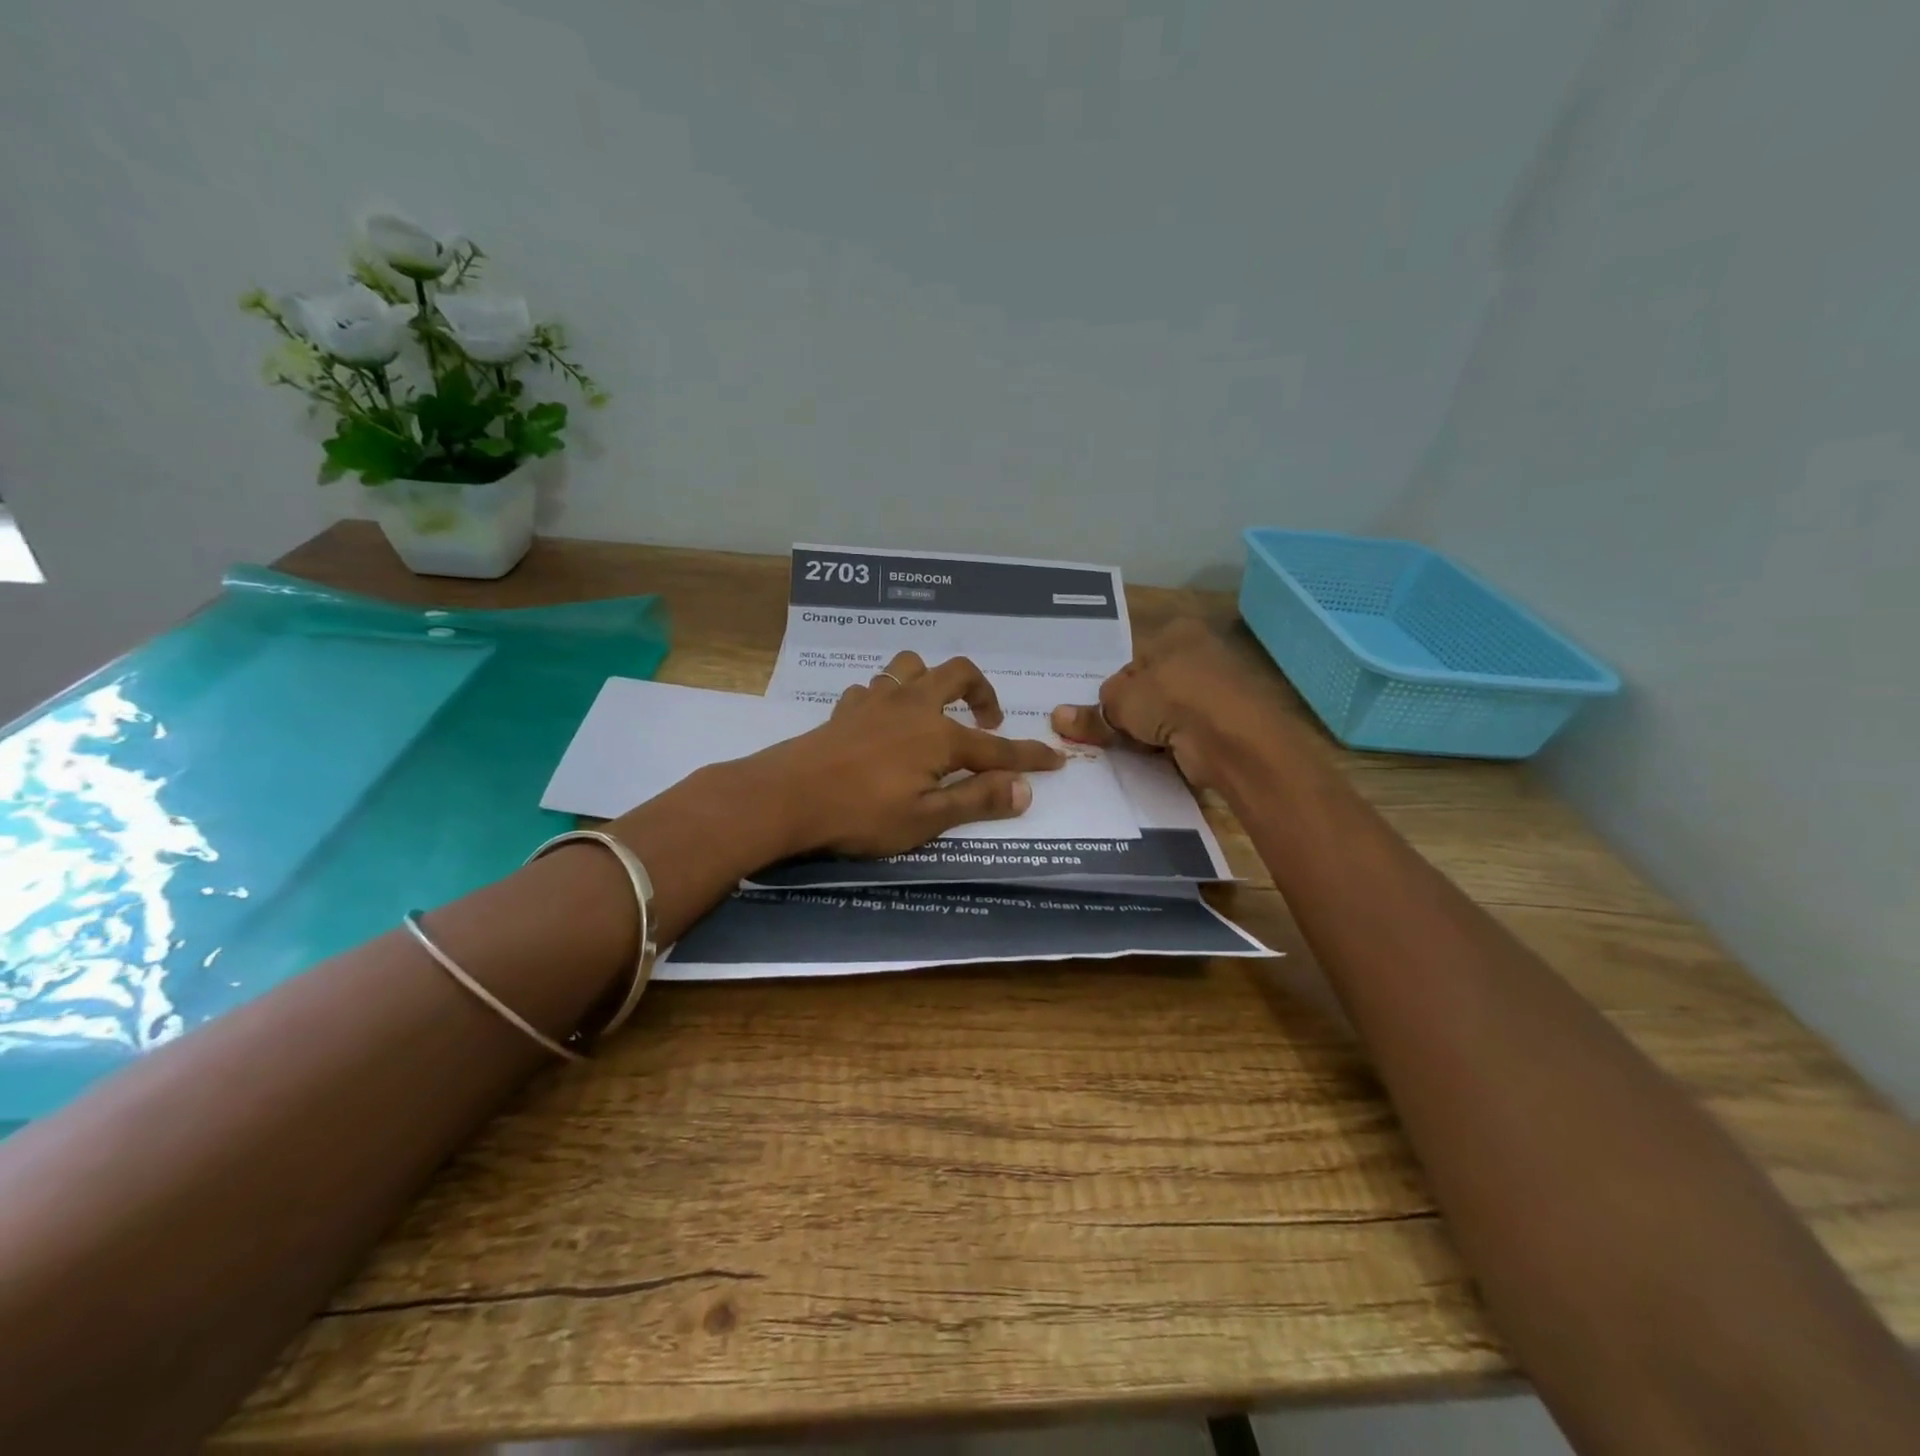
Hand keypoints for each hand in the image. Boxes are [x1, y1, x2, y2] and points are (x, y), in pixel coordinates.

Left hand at [748, 651, 1063, 857]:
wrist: (786, 796)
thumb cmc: (860, 814)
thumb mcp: (926, 819)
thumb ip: (977, 801)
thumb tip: (1026, 790)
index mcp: (939, 736)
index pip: (996, 749)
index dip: (1029, 757)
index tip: (1055, 760)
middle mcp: (913, 706)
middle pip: (958, 674)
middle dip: (982, 692)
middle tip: (988, 722)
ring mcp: (876, 701)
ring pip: (911, 666)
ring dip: (930, 680)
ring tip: (933, 711)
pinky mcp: (846, 708)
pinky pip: (873, 688)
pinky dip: (886, 698)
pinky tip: (881, 721)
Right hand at [1050, 619, 1272, 788]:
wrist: (1232, 738)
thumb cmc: (1171, 698)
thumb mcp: (1120, 702)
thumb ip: (1091, 711)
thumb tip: (1059, 717)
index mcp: (1176, 633)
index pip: (1132, 660)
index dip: (1113, 688)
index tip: (1100, 714)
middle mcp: (1200, 654)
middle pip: (1150, 687)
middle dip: (1130, 712)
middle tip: (1107, 735)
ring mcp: (1217, 691)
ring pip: (1168, 713)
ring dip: (1150, 731)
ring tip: (1131, 749)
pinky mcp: (1226, 724)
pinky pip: (1187, 734)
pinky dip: (1172, 746)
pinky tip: (1157, 758)